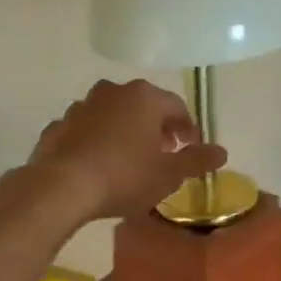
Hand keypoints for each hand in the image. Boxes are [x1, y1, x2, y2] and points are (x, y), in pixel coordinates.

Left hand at [29, 80, 227, 220]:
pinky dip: (96, 142)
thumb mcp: (168, 174)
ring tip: (130, 160)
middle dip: (156, 127)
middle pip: (143, 106)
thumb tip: (222, 152)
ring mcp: (81, 106)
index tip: (189, 149)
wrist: (60, 187)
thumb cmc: (124, 176)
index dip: (187, 128)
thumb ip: (197, 160)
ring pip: (112, 115)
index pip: (177, 106)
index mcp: (145, 98)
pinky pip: (86, 130)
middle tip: (163, 153)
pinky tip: (98, 165)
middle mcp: (113, 92)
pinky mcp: (58, 126)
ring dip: (124, 132)